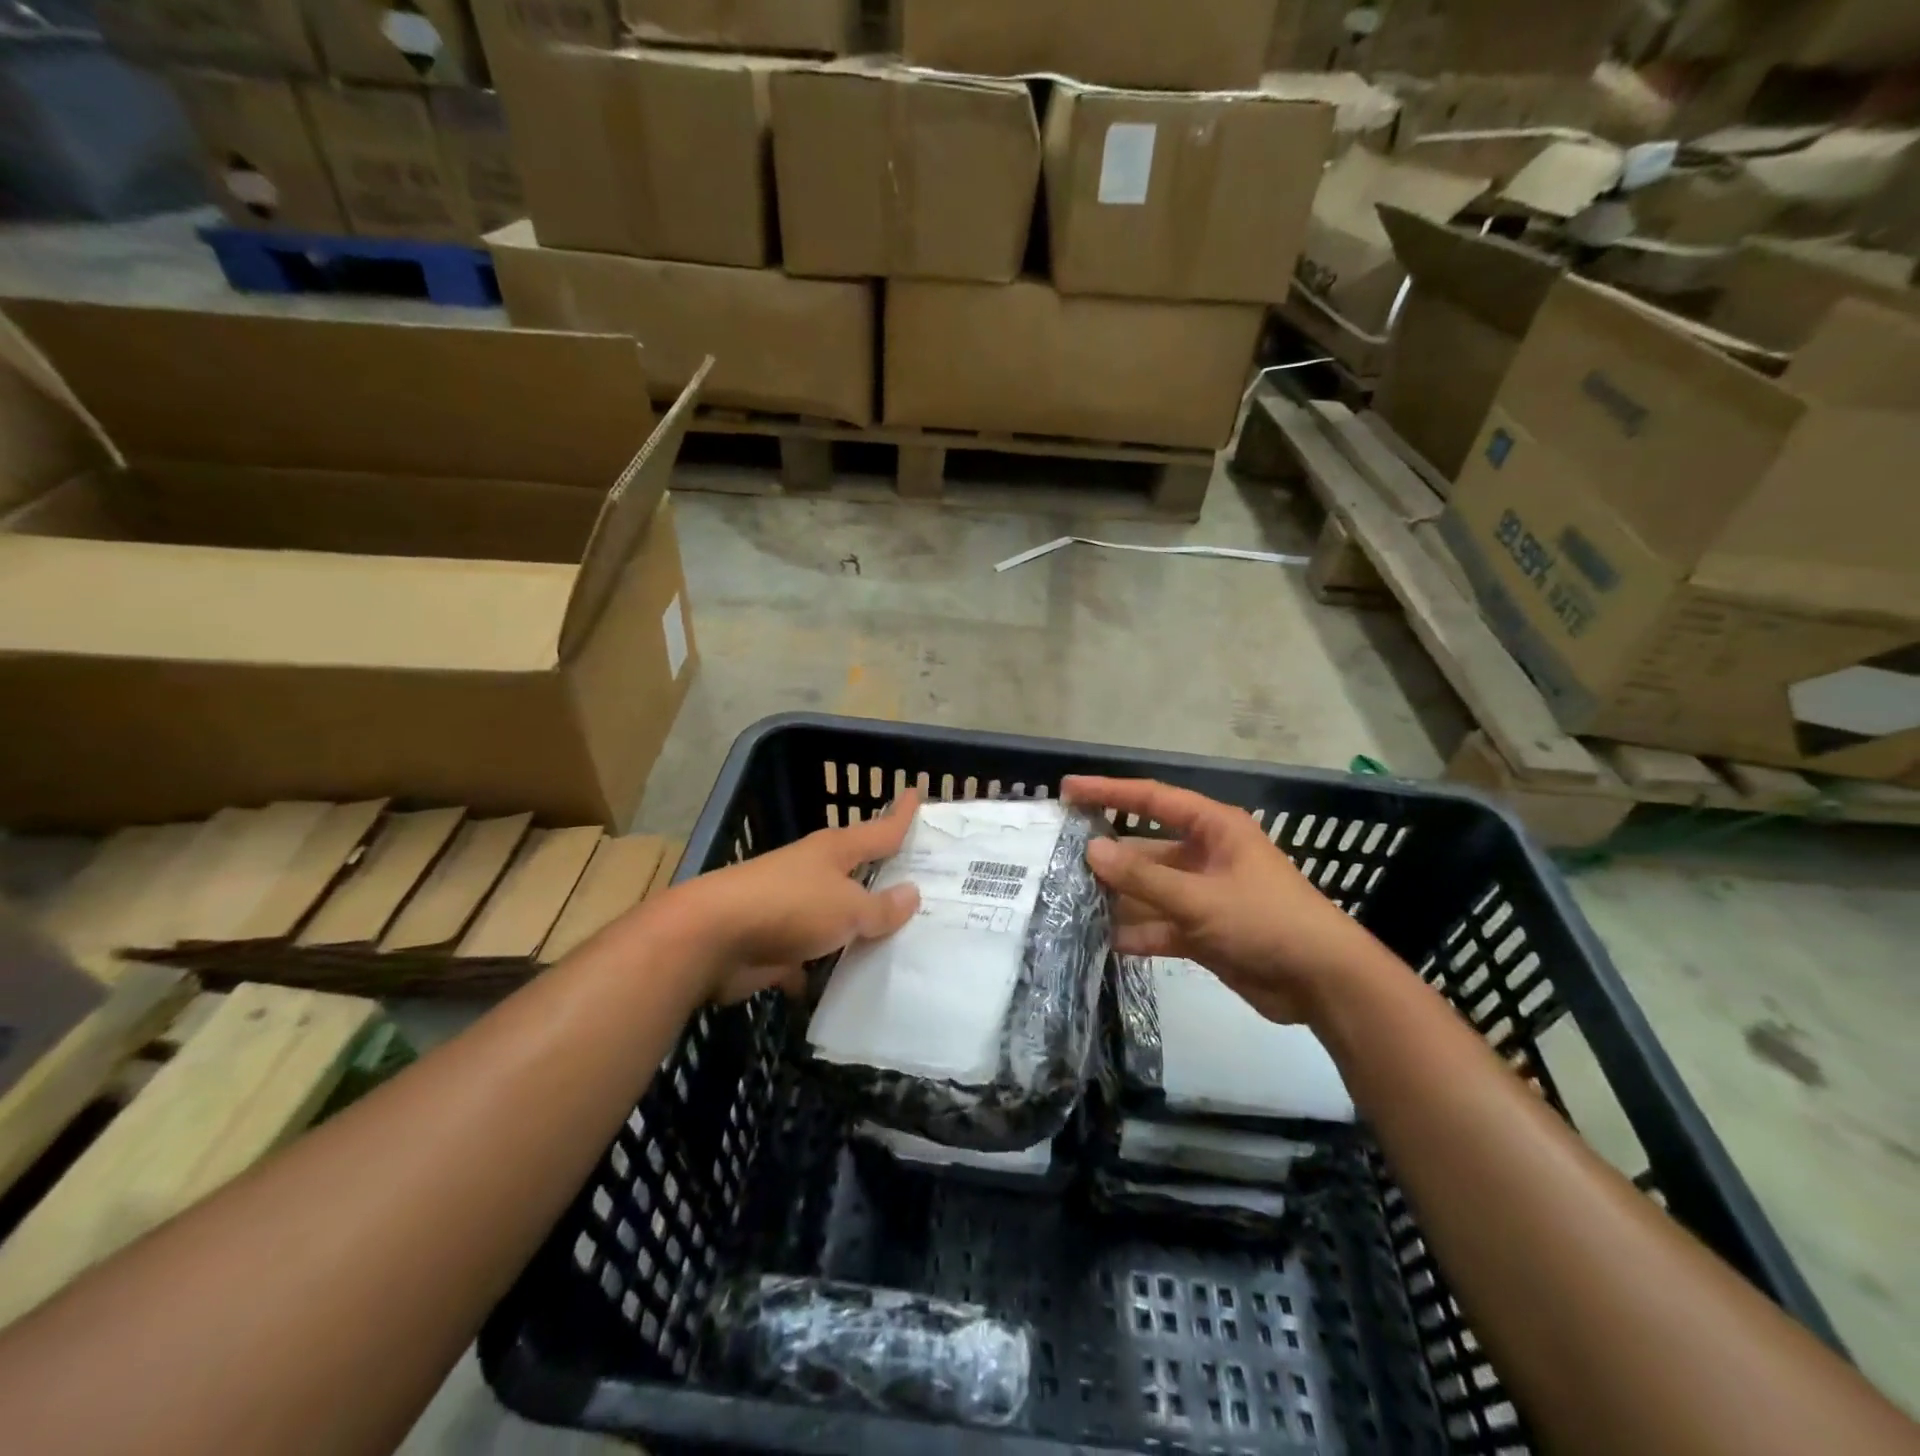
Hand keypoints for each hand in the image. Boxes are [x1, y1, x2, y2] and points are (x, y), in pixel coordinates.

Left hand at [667, 791, 923, 1003]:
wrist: (710, 939)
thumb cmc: (789, 907)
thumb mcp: (847, 907)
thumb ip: (881, 907)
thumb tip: (912, 894)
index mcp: (834, 851)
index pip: (879, 829)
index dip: (900, 814)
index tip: (917, 793)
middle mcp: (813, 873)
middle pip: (857, 874)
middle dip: (884, 881)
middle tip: (925, 888)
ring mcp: (791, 909)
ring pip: (835, 918)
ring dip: (857, 931)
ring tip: (898, 946)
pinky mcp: (774, 945)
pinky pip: (810, 958)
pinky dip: (823, 971)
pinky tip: (847, 989)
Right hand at [1063, 777, 1379, 1024]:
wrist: (1322, 983)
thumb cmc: (1266, 922)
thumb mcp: (1200, 898)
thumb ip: (1144, 877)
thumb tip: (1091, 851)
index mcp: (1214, 829)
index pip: (1153, 798)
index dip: (1109, 791)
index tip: (1068, 790)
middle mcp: (1206, 855)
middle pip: (1146, 848)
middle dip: (1108, 855)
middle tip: (1059, 858)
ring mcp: (1204, 895)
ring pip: (1150, 889)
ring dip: (1118, 897)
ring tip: (1069, 901)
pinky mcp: (1204, 931)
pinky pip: (1161, 925)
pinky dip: (1137, 932)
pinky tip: (1102, 940)